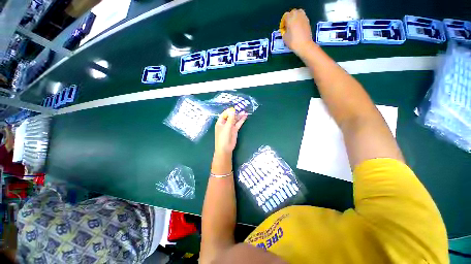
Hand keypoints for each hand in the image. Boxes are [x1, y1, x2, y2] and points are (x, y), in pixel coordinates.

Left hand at [214, 108, 247, 155]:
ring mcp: (230, 127)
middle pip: (230, 116)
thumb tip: (232, 111)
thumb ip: (230, 119)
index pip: (224, 114)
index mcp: (220, 122)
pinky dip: (241, 120)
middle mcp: (225, 124)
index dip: (229, 111)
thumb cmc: (223, 137)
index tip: (234, 108)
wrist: (225, 148)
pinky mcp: (234, 130)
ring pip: (235, 120)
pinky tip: (245, 116)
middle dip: (235, 113)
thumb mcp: (226, 127)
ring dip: (239, 116)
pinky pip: (238, 124)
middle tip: (241, 108)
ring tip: (244, 111)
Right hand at [280, 9, 314, 55]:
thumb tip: (285, 30)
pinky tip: (298, 27)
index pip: (285, 16)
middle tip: (288, 25)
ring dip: (295, 17)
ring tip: (293, 25)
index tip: (283, 28)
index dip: (283, 22)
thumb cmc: (293, 42)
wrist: (304, 45)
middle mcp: (297, 15)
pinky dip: (300, 20)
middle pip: (292, 12)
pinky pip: (302, 18)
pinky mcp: (308, 21)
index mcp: (290, 18)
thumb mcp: (284, 38)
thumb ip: (284, 31)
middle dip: (290, 18)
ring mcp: (303, 17)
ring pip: (298, 13)